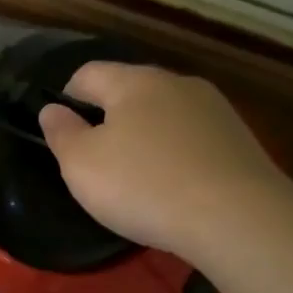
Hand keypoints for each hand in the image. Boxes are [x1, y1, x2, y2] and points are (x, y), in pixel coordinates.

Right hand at [37, 62, 292, 260]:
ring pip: (163, 115)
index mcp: (134, 82)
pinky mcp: (240, 140)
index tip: (63, 135)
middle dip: (108, 119)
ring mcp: (215, 110)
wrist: (238, 218)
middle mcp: (177, 84)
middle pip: (129, 92)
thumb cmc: (142, 184)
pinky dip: (174, 156)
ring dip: (144, 138)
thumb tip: (52, 109)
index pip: (87, 73)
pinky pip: (191, 140)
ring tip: (135, 178)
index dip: (67, 99)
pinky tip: (172, 188)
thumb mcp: (81, 164)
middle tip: (95, 161)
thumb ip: (61, 133)